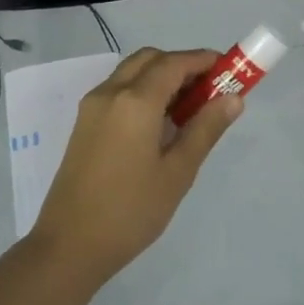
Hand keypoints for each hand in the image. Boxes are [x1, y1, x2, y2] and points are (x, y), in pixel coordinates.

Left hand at [32, 47, 242, 279]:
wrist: (70, 245)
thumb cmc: (131, 210)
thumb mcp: (178, 172)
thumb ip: (206, 128)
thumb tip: (233, 98)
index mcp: (134, 101)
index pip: (174, 63)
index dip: (204, 61)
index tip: (230, 70)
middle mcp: (110, 93)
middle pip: (150, 59)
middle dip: (182, 65)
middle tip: (210, 92)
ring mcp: (92, 107)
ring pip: (132, 72)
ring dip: (161, 77)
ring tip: (189, 110)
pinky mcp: (84, 123)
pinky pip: (118, 91)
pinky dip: (143, 91)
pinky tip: (160, 124)